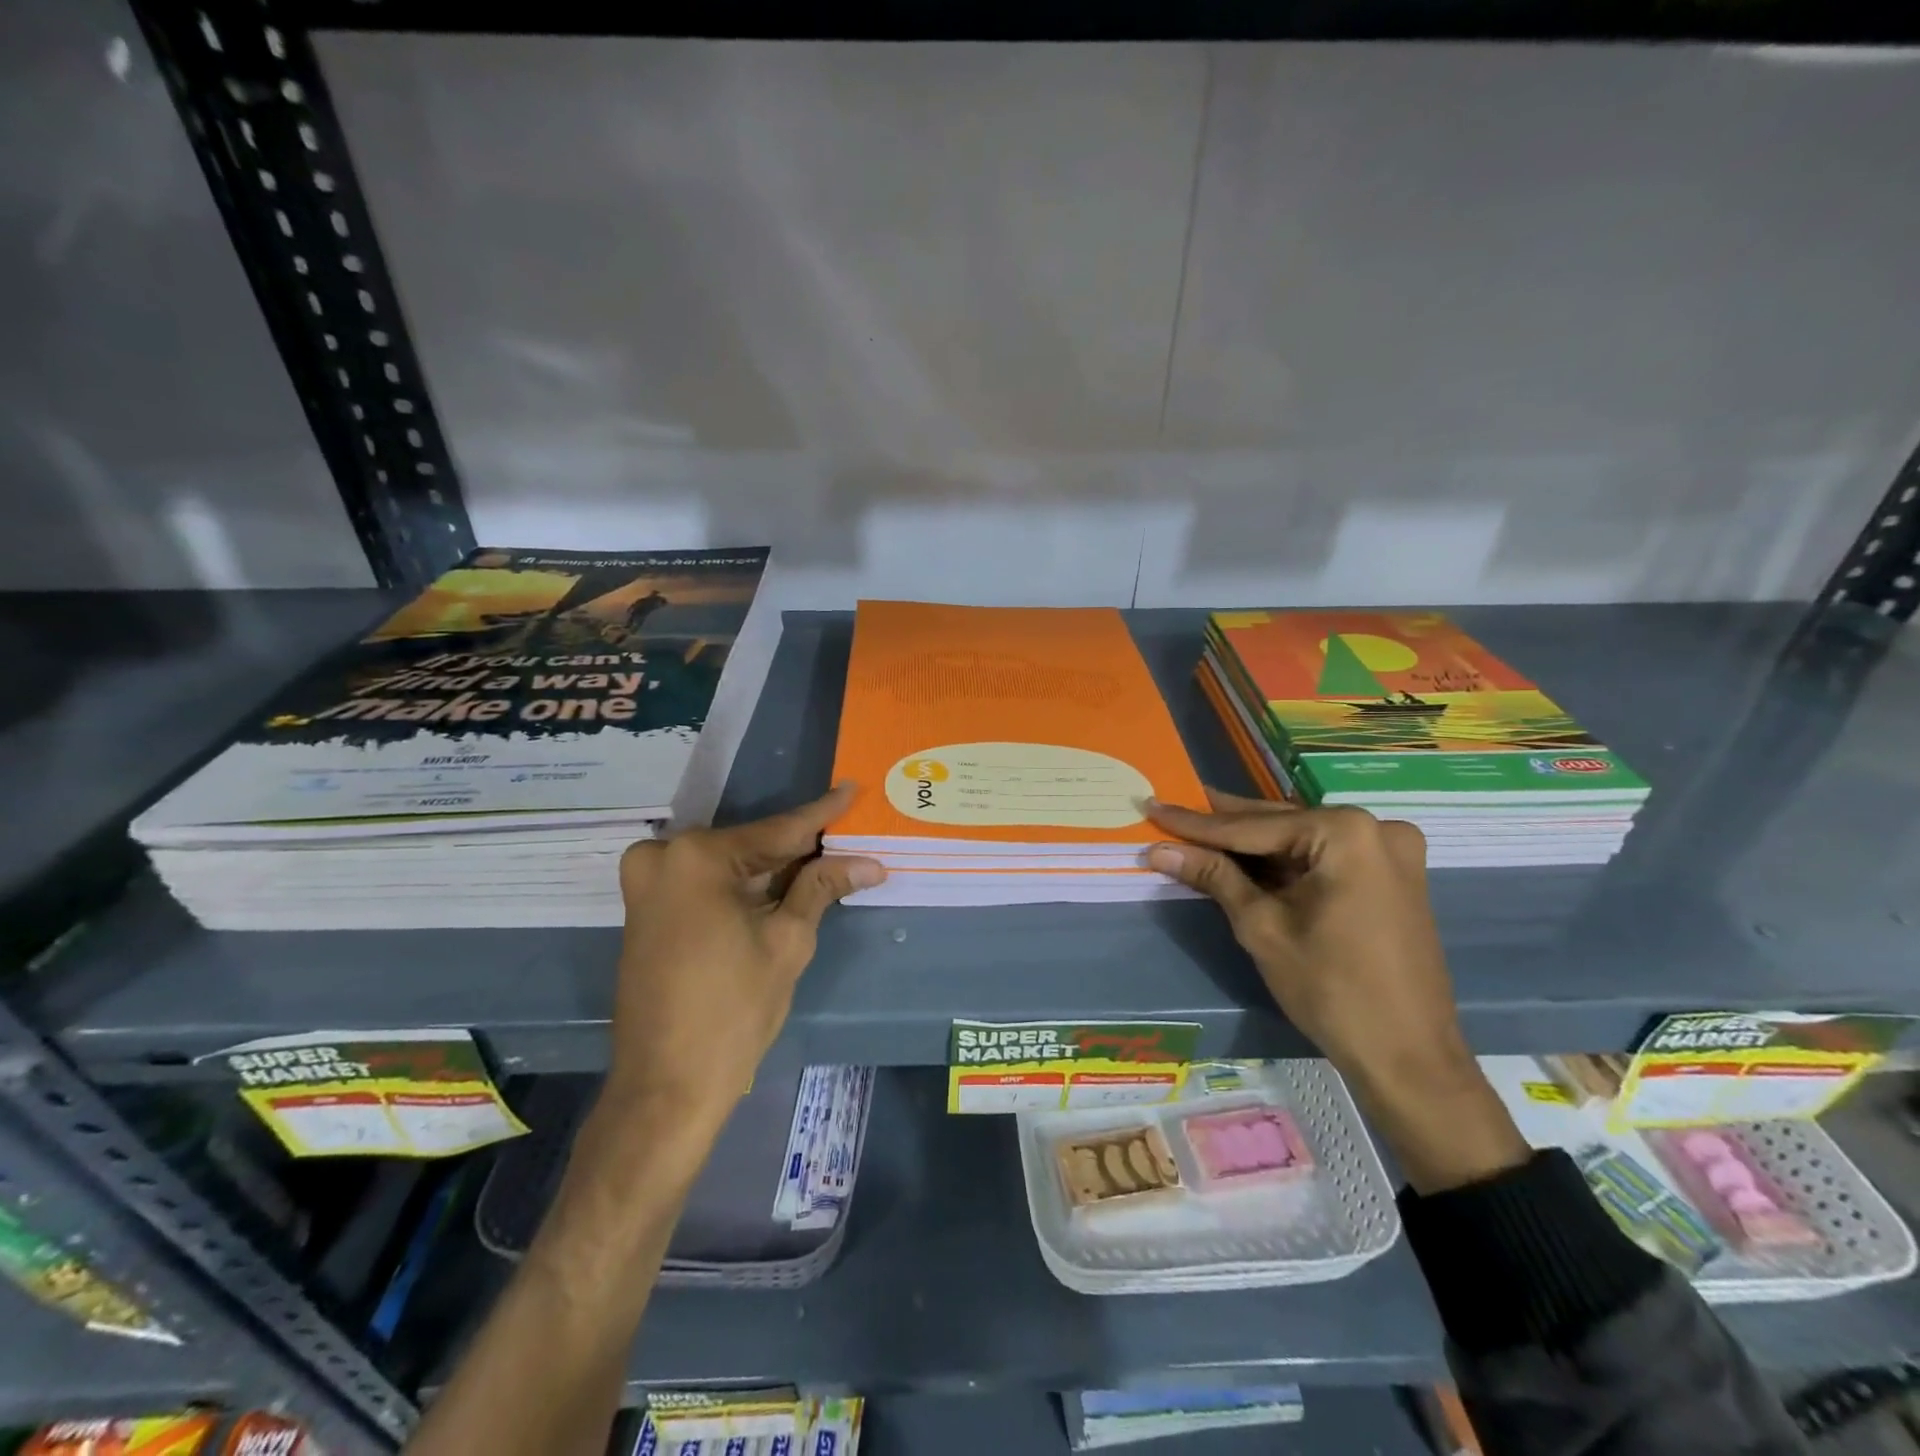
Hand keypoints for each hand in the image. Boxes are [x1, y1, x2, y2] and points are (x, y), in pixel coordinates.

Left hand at [606, 784, 883, 1137]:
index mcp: (697, 857)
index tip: (850, 789)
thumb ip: (821, 887)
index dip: (821, 814)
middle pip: (750, 846)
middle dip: (798, 847)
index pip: (778, 831)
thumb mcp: (787, 941)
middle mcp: (664, 857)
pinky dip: (742, 885)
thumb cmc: (733, 1010)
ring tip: (824, 860)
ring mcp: (646, 884)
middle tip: (844, 836)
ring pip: (728, 864)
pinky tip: (781, 885)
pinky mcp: (645, 910)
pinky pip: (705, 883)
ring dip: (772, 867)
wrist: (665, 1087)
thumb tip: (869, 862)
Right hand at [1146, 791, 1526, 1192]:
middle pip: (1280, 824)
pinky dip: (1285, 861)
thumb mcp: (1262, 926)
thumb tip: (1159, 849)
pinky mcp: (1393, 878)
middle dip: (1226, 823)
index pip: (1252, 827)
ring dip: (1253, 843)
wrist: (1409, 1058)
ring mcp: (1390, 853)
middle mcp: (1375, 829)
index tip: (1155, 806)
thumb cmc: (1331, 988)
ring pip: (1301, 841)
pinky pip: (1325, 858)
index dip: (1196, 823)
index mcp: (1345, 832)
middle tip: (1176, 806)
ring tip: (1200, 826)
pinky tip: (1247, 857)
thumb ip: (1213, 877)